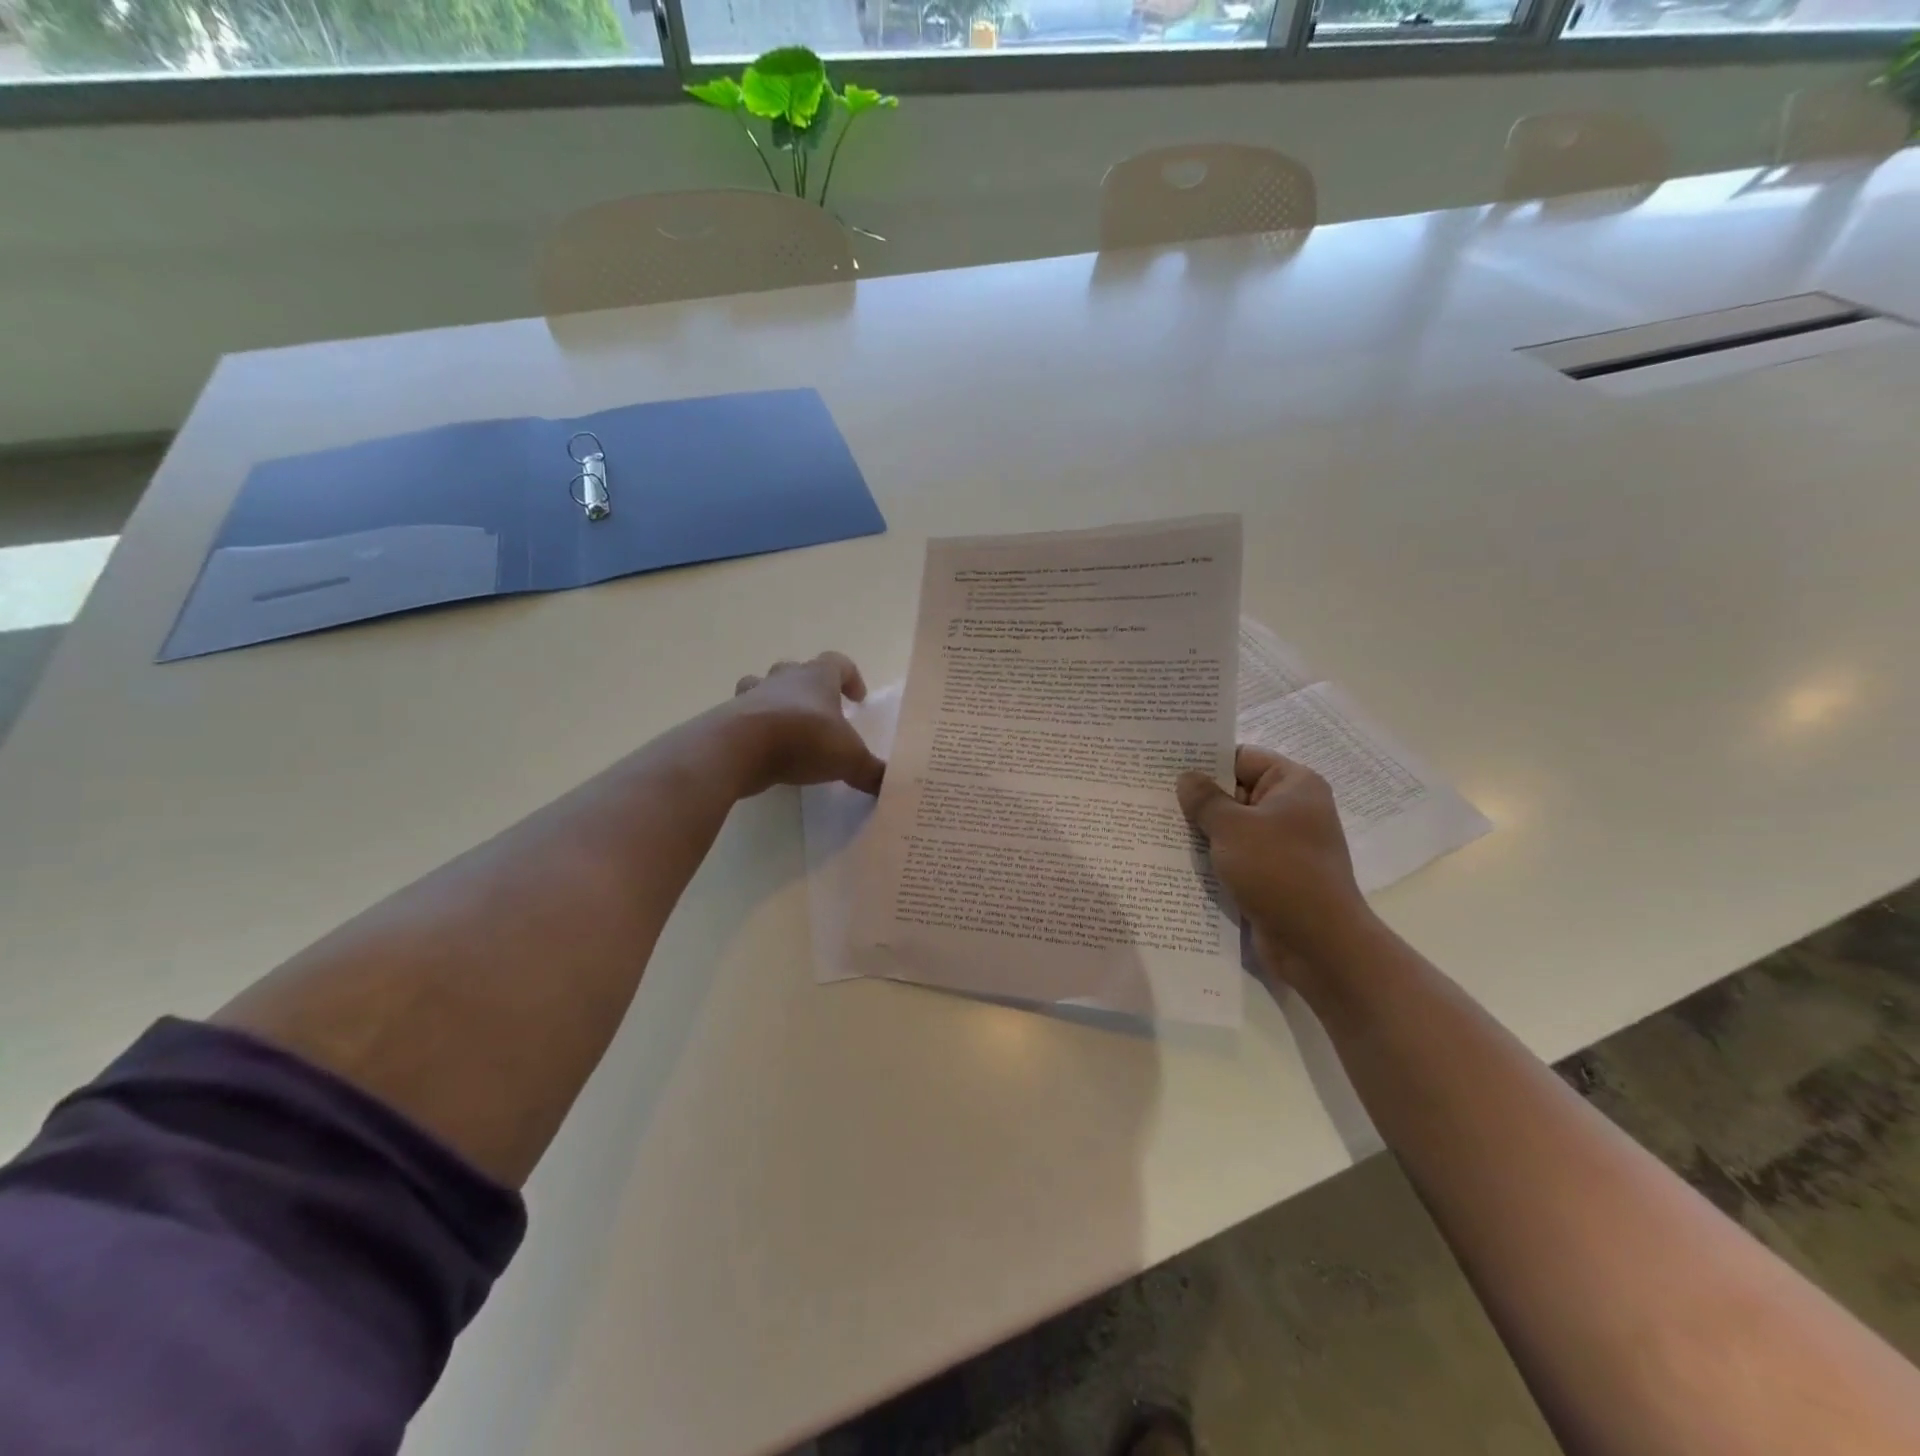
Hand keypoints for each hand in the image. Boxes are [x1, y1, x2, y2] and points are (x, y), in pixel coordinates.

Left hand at [725, 652, 886, 797]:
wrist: (738, 748)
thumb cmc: (803, 739)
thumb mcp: (848, 759)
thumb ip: (870, 771)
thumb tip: (890, 785)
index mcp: (817, 678)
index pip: (838, 663)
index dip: (851, 678)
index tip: (858, 699)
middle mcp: (783, 679)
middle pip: (796, 670)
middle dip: (809, 688)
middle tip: (820, 713)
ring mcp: (751, 697)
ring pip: (762, 687)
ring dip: (775, 702)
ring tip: (786, 728)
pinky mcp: (727, 719)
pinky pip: (743, 717)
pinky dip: (754, 729)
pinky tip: (764, 753)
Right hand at [1177, 746, 1376, 989]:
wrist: (1318, 943)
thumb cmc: (1279, 871)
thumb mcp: (1233, 828)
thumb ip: (1205, 799)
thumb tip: (1186, 778)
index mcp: (1293, 785)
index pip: (1242, 758)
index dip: (1205, 760)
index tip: (1165, 764)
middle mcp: (1292, 809)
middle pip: (1235, 792)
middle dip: (1197, 797)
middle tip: (1150, 795)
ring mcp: (1284, 844)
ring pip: (1232, 827)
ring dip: (1201, 830)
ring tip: (1155, 825)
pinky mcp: (1273, 875)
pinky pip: (1236, 856)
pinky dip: (1212, 857)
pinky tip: (1176, 858)